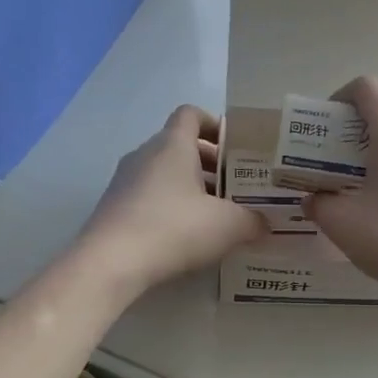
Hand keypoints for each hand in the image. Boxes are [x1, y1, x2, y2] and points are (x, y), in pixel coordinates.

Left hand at [79, 105, 267, 296]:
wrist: (110, 263)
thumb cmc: (174, 228)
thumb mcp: (228, 226)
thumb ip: (253, 220)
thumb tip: (266, 224)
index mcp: (172, 144)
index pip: (191, 114)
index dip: (215, 125)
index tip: (237, 148)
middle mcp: (145, 154)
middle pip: (180, 146)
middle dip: (210, 163)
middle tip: (236, 187)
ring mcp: (124, 181)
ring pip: (164, 173)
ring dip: (190, 188)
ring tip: (216, 215)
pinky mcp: (115, 208)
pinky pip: (149, 197)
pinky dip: (170, 207)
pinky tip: (187, 236)